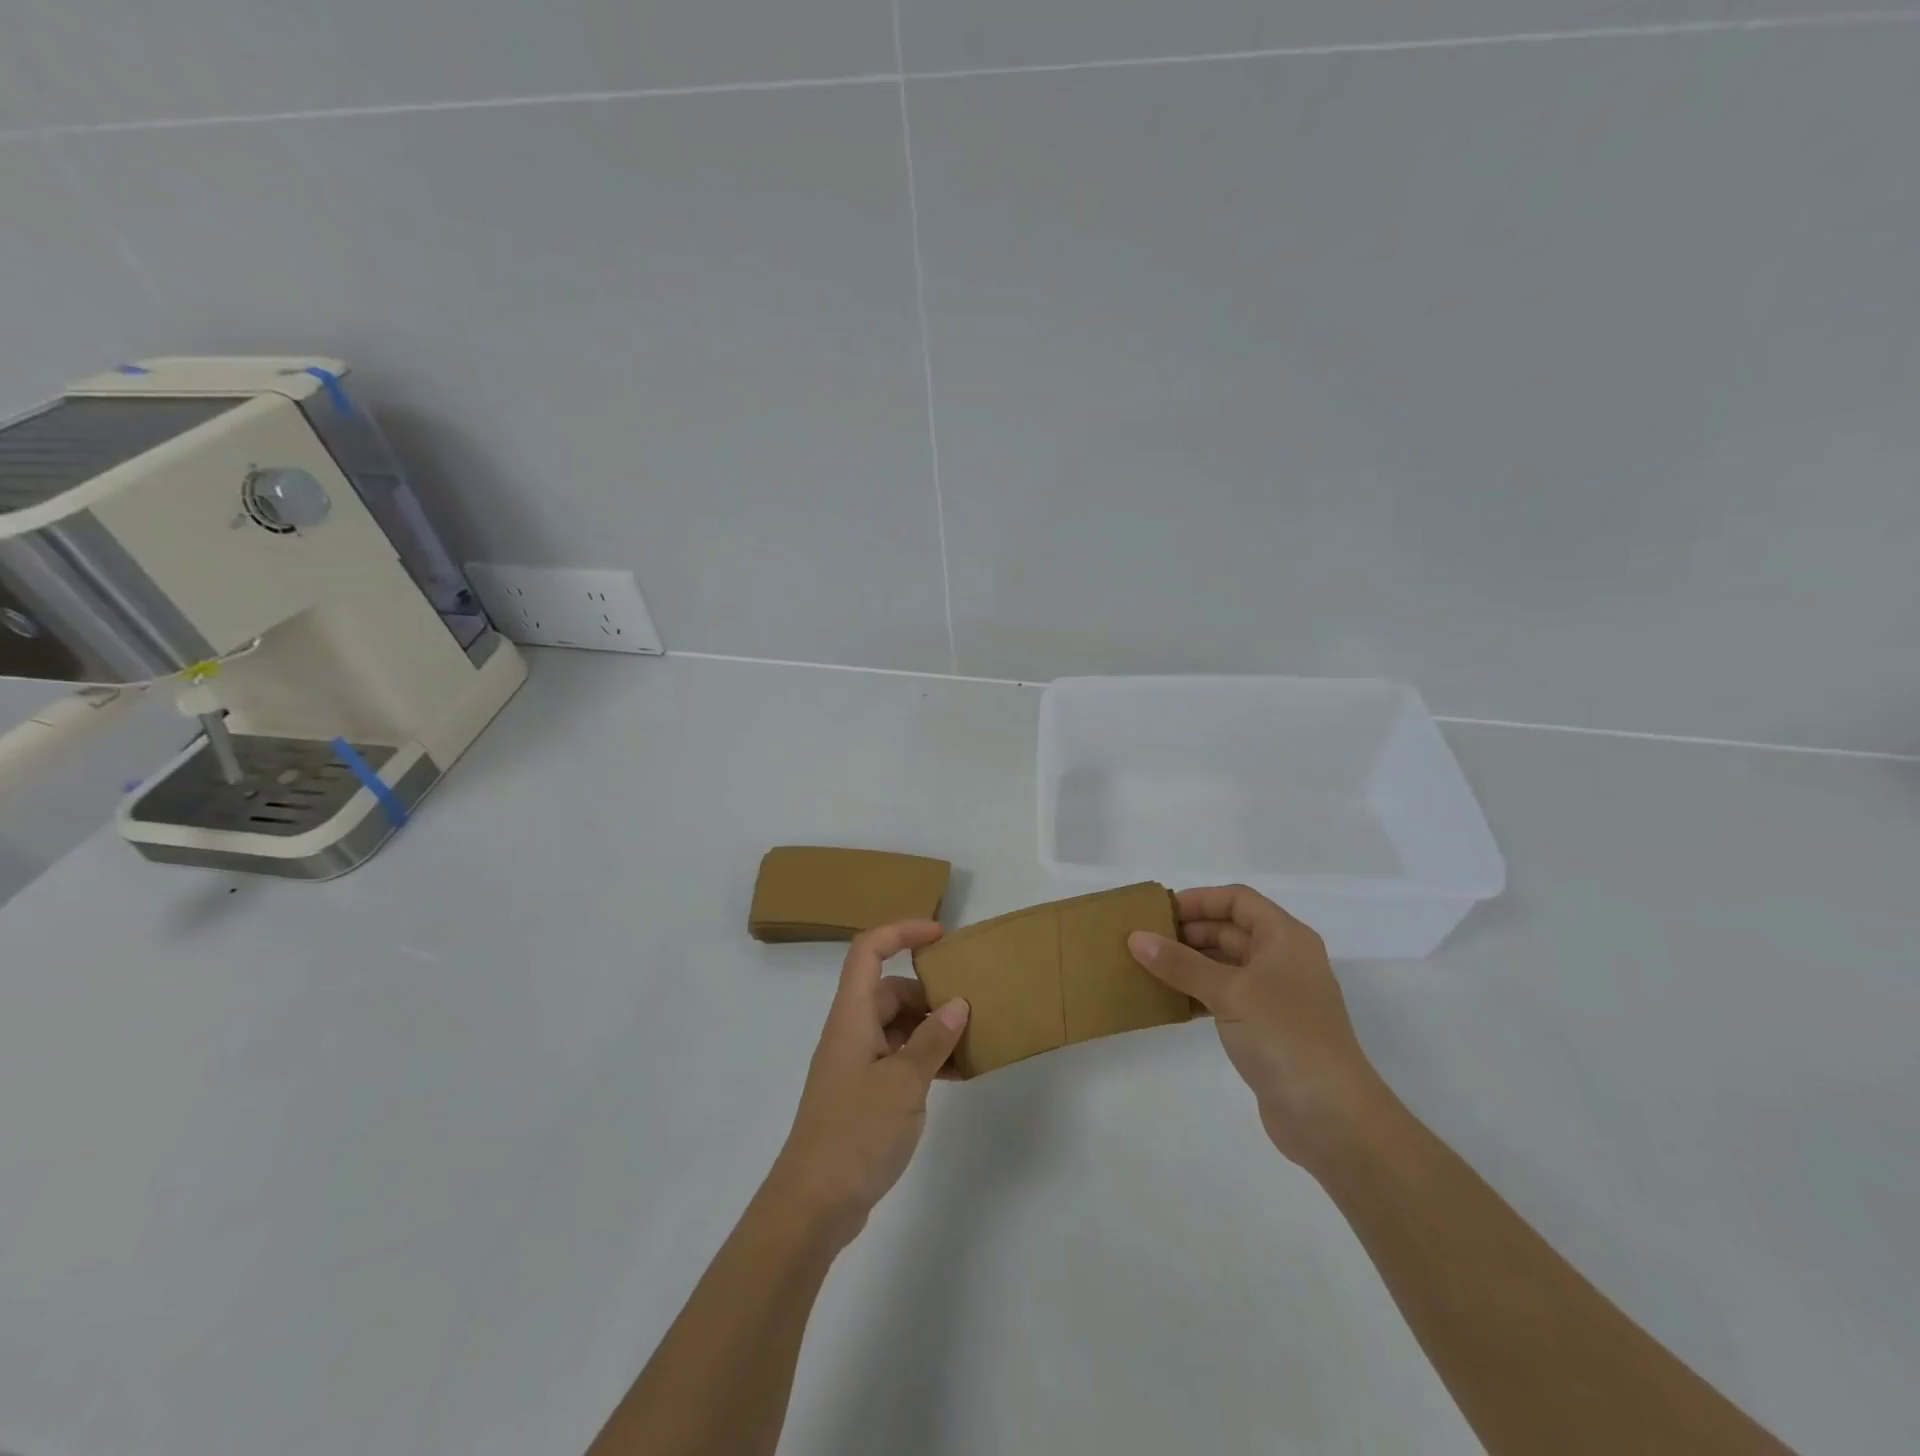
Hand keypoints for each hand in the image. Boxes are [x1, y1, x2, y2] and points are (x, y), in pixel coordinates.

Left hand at [765, 921, 969, 1247]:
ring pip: (897, 1026)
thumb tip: (956, 1004)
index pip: (869, 951)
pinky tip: (957, 1076)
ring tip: (972, 1044)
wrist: (813, 1204)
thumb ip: (932, 1040)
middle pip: (890, 990)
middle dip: (930, 993)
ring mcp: (856, 1063)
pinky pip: (898, 1058)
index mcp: (851, 1015)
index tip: (941, 937)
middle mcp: (851, 1031)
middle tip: (971, 1008)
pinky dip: (924, 1059)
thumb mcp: (904, 1083)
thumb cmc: (856, 1132)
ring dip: (931, 1029)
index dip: (902, 931)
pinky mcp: (863, 1093)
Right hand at [1129, 886, 1390, 1168]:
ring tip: (1146, 967)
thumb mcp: (1229, 992)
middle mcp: (1282, 960)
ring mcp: (1275, 996)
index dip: (1199, 900)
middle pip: (1229, 930)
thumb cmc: (1284, 1036)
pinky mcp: (1265, 1028)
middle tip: (1143, 940)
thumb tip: (1135, 938)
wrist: (1331, 1116)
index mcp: (1285, 938)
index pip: (1238, 900)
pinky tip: (1167, 1001)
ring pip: (1224, 965)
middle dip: (1188, 932)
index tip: (1159, 912)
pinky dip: (1196, 993)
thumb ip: (1180, 963)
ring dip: (1188, 964)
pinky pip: (1223, 997)